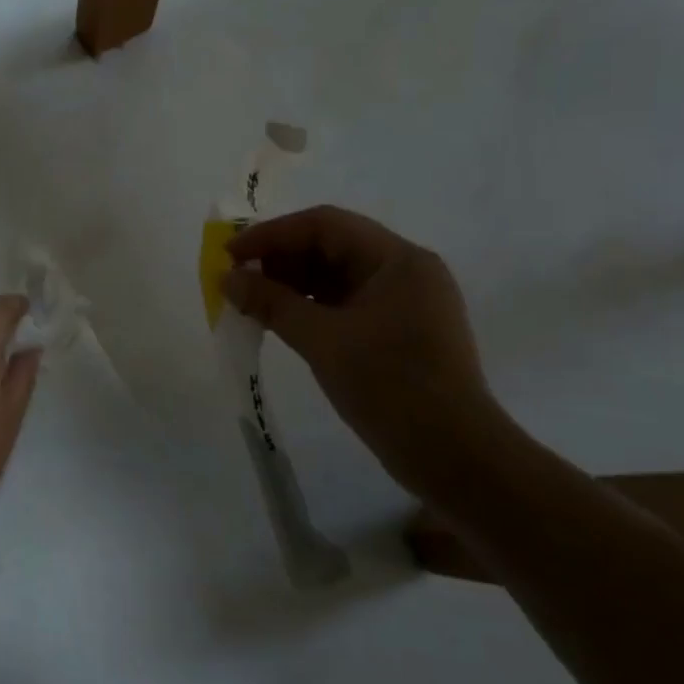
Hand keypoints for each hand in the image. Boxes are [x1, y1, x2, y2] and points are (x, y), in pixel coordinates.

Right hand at [223, 206, 508, 494]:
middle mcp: (406, 271)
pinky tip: (280, 322)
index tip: (231, 254)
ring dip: (292, 285)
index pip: (325, 225)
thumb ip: (271, 303)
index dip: (272, 234)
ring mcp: (405, 303)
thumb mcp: (323, 341)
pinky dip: (311, 308)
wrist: (455, 459)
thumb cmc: (390, 387)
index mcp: (398, 260)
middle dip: (281, 260)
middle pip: (332, 247)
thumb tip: (227, 278)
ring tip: (251, 303)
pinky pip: (346, 304)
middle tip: (237, 280)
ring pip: (337, 277)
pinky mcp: (399, 333)